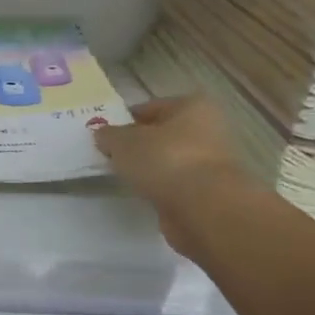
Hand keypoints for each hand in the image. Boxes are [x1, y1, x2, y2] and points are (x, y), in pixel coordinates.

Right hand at [93, 96, 248, 217]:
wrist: (204, 209)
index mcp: (192, 106)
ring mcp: (212, 163)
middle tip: (112, 157)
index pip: (151, 107)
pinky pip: (177, 186)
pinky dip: (162, 190)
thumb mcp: (124, 142)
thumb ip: (109, 136)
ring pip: (170, 161)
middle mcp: (209, 129)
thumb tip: (103, 135)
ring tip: (125, 179)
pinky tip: (145, 196)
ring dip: (151, 169)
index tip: (106, 136)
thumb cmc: (165, 160)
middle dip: (139, 146)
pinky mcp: (209, 193)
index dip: (125, 120)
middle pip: (163, 135)